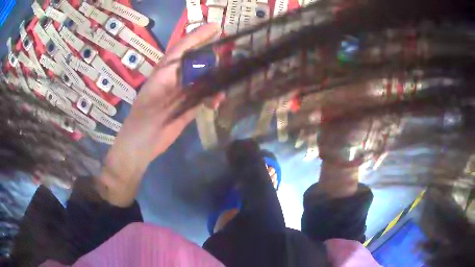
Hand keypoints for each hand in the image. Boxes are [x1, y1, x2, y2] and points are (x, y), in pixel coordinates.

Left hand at [98, 24, 221, 206]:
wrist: (140, 148)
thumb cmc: (141, 123)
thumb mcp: (153, 99)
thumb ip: (172, 83)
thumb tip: (194, 69)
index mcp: (163, 74)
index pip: (181, 49)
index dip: (197, 36)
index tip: (216, 27)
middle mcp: (173, 80)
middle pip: (195, 62)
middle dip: (211, 58)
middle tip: (229, 56)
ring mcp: (181, 94)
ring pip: (202, 80)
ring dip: (215, 80)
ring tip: (226, 82)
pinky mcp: (187, 108)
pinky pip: (203, 98)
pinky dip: (212, 97)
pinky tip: (218, 101)